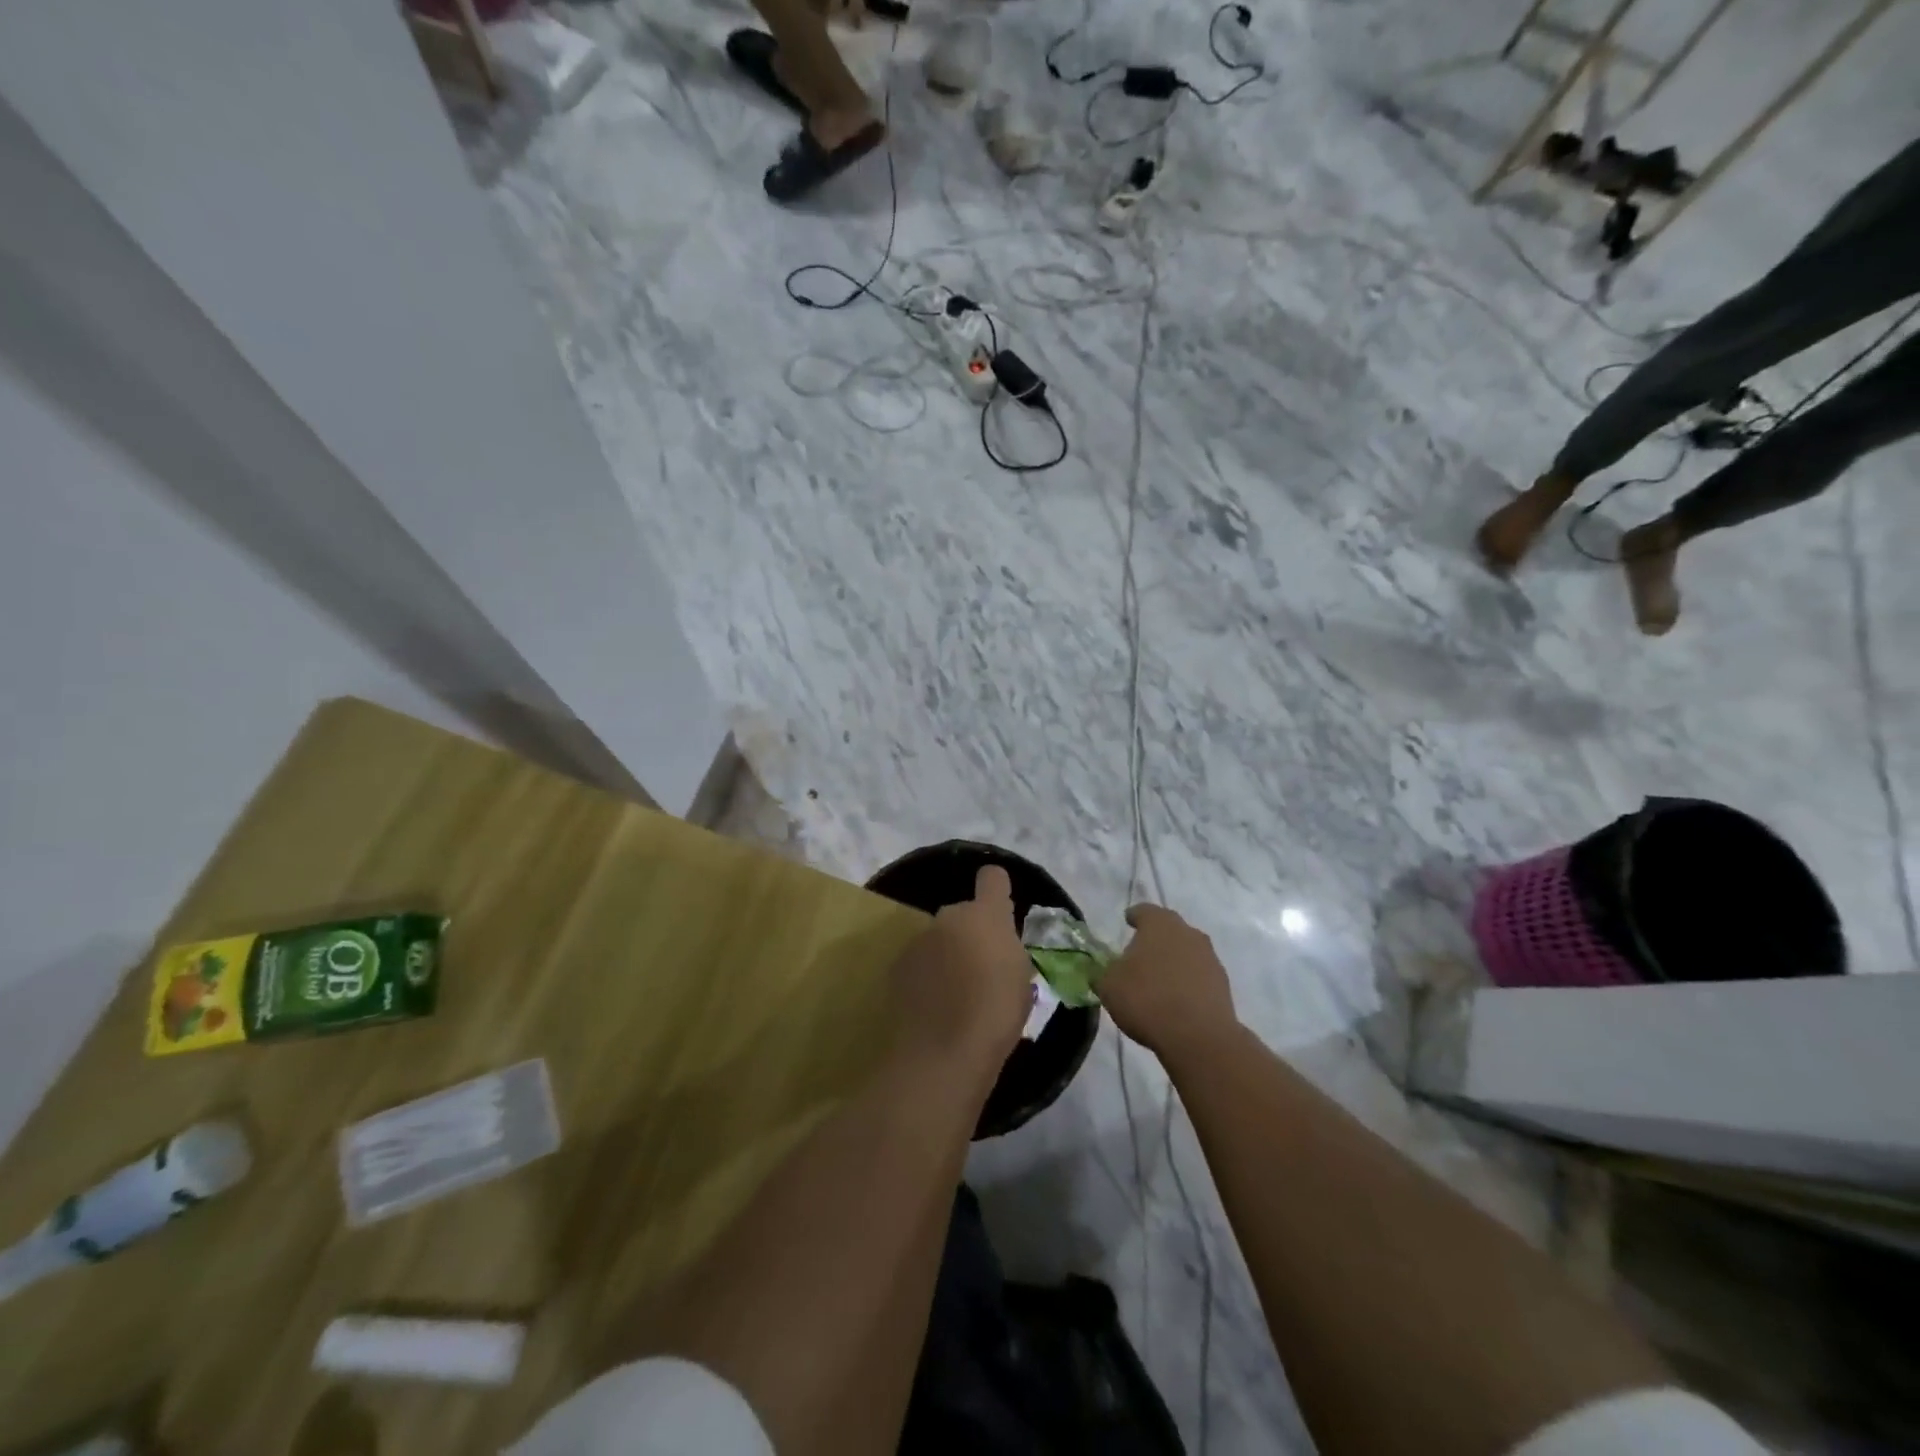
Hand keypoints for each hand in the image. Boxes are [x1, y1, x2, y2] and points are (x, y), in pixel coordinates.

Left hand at [887, 865, 1034, 1083]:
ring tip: (956, 995)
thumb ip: (1009, 952)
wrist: (942, 1054)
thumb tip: (999, 948)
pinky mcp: (897, 967)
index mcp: (987, 916)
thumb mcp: (1021, 982)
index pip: (993, 878)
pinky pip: (920, 963)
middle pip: (963, 914)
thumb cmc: (996, 1016)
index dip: (997, 889)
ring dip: (947, 955)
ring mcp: (919, 940)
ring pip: (939, 939)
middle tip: (981, 970)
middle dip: (971, 934)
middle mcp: (949, 917)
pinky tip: (934, 1007)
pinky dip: (926, 976)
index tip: (1002, 910)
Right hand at [1099, 904, 1236, 1062]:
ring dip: (1173, 960)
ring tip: (1158, 980)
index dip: (1134, 916)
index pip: (1144, 911)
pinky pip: (1199, 975)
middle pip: (1169, 929)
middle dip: (1155, 938)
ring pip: (1186, 951)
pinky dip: (1187, 981)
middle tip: (1140, 953)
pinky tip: (1176, 999)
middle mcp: (1187, 932)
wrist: (1199, 1036)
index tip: (1127, 922)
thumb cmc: (1146, 999)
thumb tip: (1101, 971)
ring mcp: (1209, 957)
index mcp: (1159, 924)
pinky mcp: (1223, 984)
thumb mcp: (1108, 986)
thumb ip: (1102, 973)